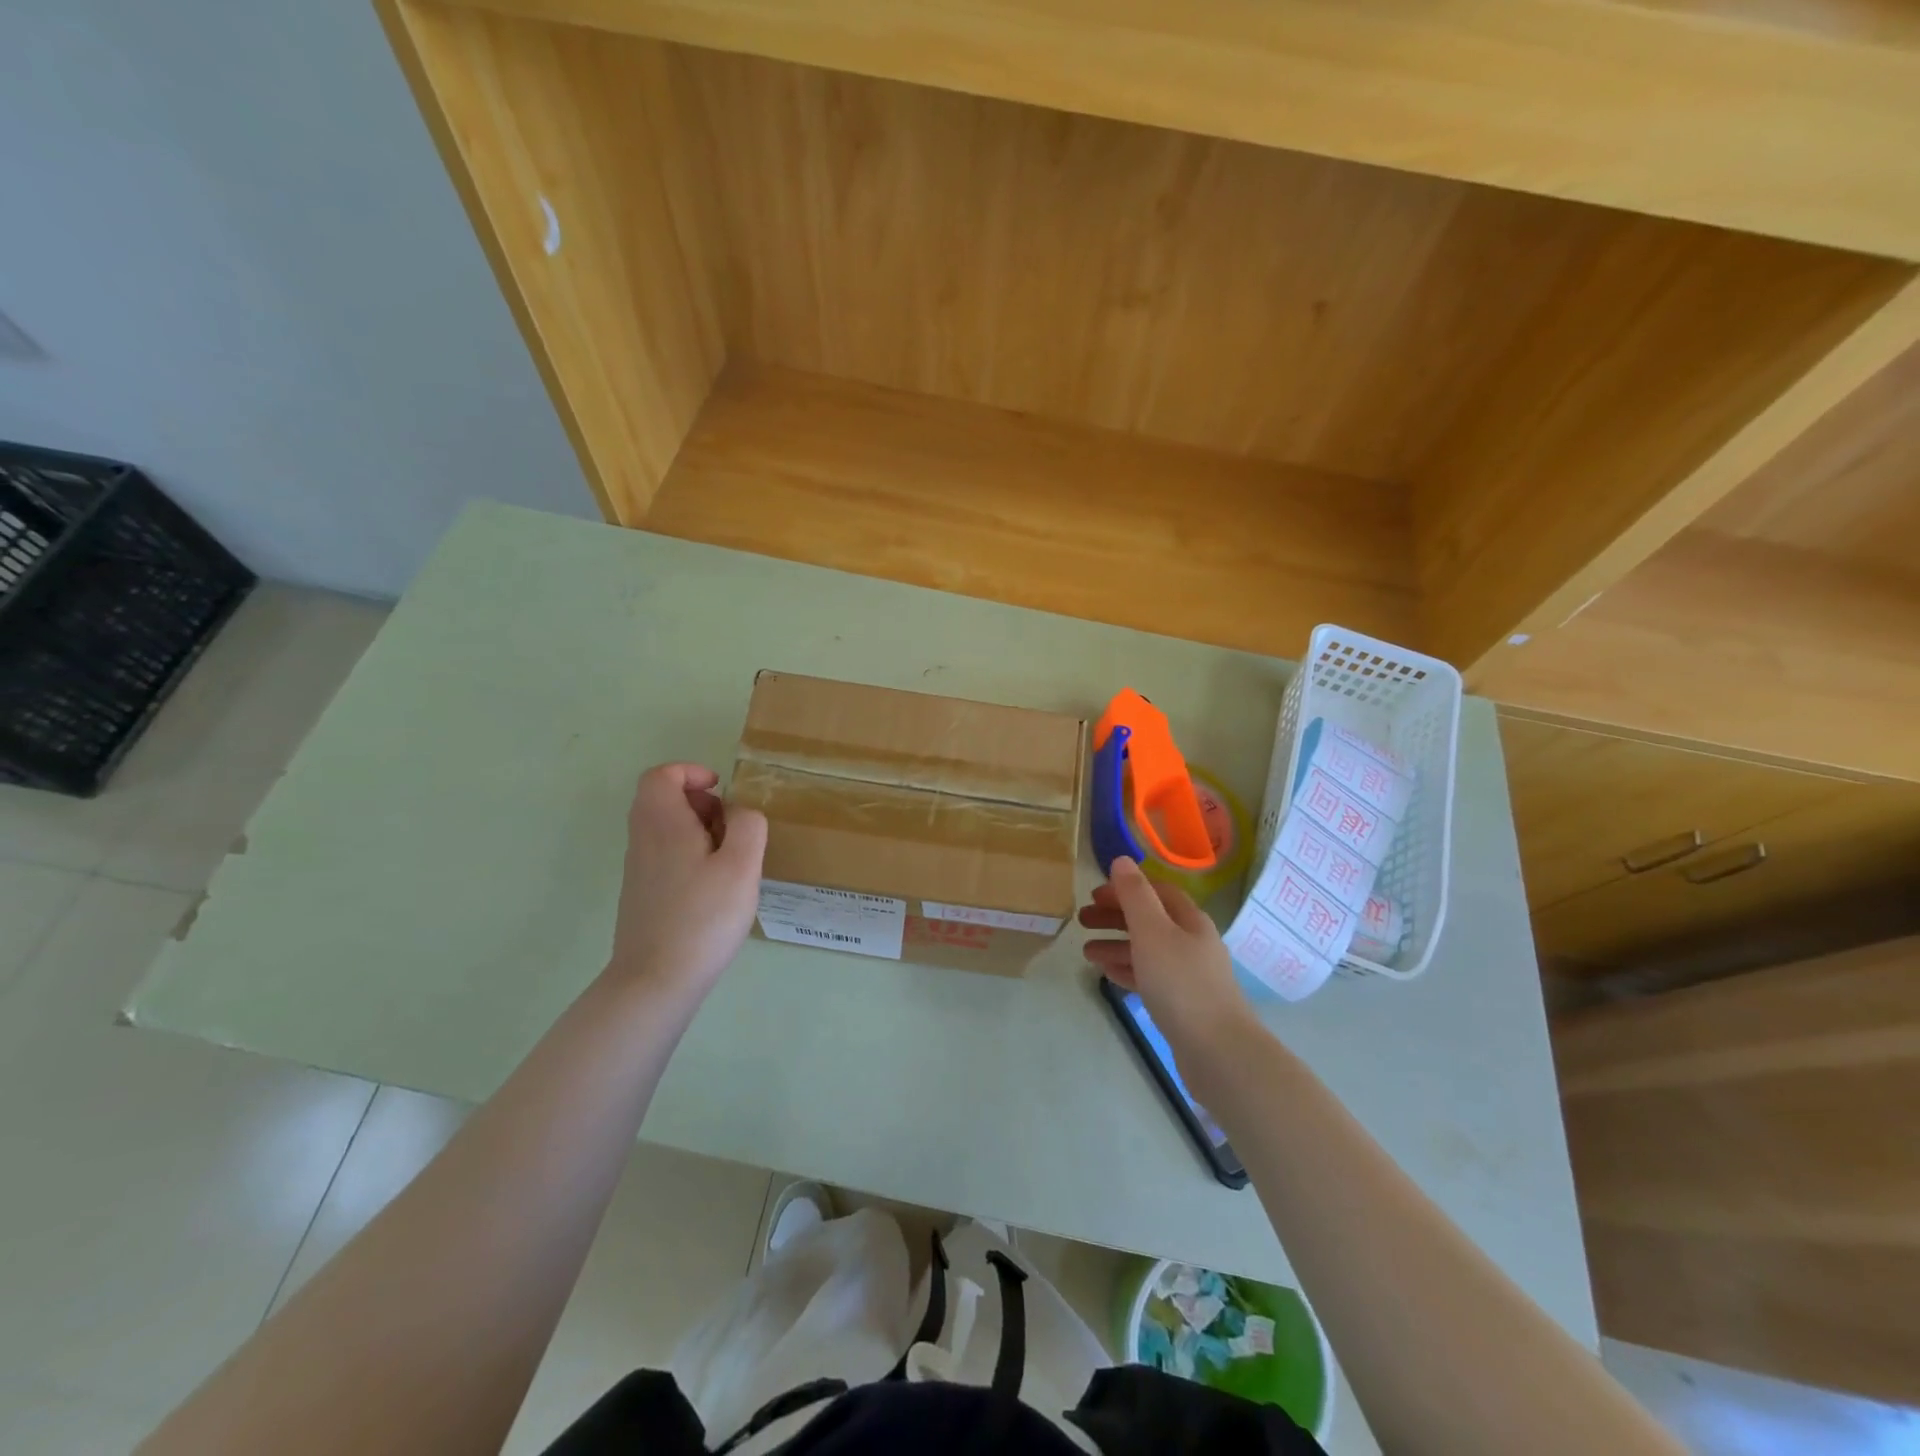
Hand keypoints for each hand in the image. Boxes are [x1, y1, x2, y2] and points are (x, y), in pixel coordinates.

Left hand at [608, 763, 767, 1000]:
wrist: (655, 980)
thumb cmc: (703, 917)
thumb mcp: (742, 866)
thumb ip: (748, 827)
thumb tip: (740, 813)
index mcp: (663, 823)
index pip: (661, 775)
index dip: (691, 773)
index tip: (721, 792)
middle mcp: (643, 840)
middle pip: (661, 799)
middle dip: (699, 802)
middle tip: (730, 825)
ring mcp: (639, 869)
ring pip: (663, 828)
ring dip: (697, 830)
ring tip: (729, 858)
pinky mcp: (642, 894)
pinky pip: (664, 854)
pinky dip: (690, 854)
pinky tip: (714, 887)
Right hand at [1079, 857, 1254, 1079]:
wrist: (1218, 1052)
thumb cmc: (1181, 983)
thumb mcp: (1152, 931)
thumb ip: (1134, 895)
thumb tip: (1122, 860)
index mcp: (1190, 920)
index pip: (1156, 891)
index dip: (1126, 889)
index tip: (1094, 895)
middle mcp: (1192, 942)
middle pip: (1150, 920)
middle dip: (1116, 916)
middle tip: (1082, 920)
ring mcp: (1190, 975)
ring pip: (1147, 950)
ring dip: (1117, 945)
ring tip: (1086, 952)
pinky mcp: (1183, 1004)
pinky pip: (1150, 977)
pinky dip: (1128, 969)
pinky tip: (1107, 973)